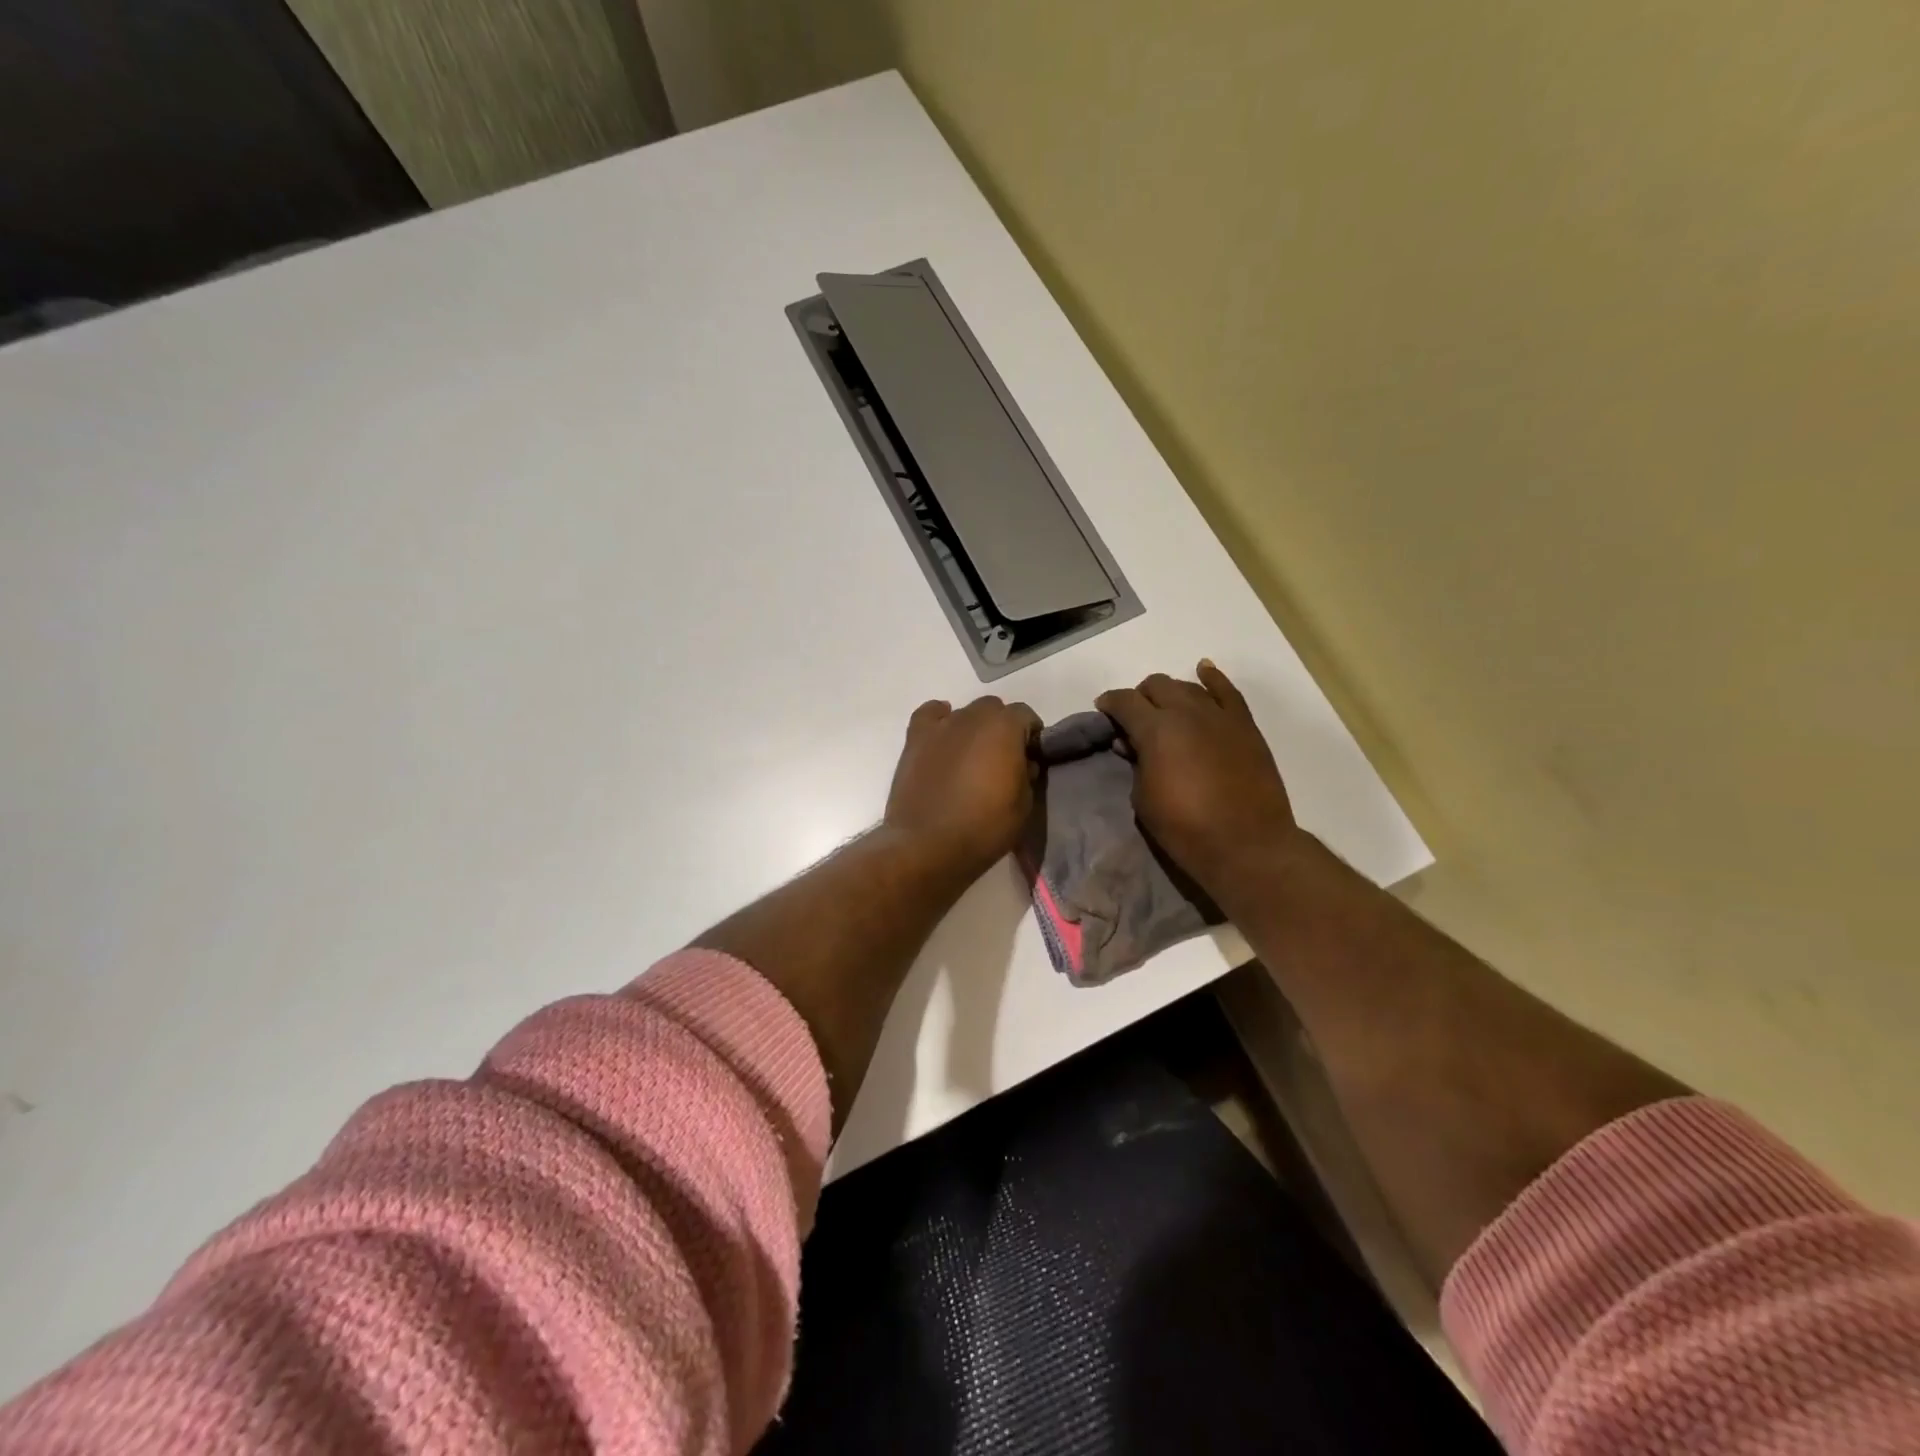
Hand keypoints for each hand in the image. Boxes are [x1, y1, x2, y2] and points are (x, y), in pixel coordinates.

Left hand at [883, 696, 1041, 882]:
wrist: (928, 844)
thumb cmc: (984, 827)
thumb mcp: (1024, 805)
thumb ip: (1027, 775)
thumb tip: (1023, 764)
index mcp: (1004, 728)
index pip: (1026, 715)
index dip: (1031, 736)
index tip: (1030, 758)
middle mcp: (973, 717)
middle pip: (994, 709)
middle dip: (1001, 728)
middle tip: (1001, 759)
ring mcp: (941, 726)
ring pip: (964, 713)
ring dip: (973, 728)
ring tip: (970, 757)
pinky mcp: (915, 739)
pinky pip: (930, 715)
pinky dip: (939, 720)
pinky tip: (943, 739)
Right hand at [1095, 661, 1301, 891]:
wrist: (1247, 845)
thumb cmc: (1185, 828)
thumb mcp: (1143, 798)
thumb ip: (1136, 763)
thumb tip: (1133, 745)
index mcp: (1156, 730)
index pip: (1125, 702)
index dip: (1110, 704)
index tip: (1103, 711)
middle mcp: (1187, 712)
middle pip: (1157, 686)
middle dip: (1140, 697)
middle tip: (1135, 719)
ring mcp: (1220, 716)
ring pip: (1188, 687)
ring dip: (1171, 693)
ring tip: (1165, 709)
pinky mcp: (1245, 726)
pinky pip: (1228, 692)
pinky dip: (1213, 678)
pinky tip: (1204, 671)